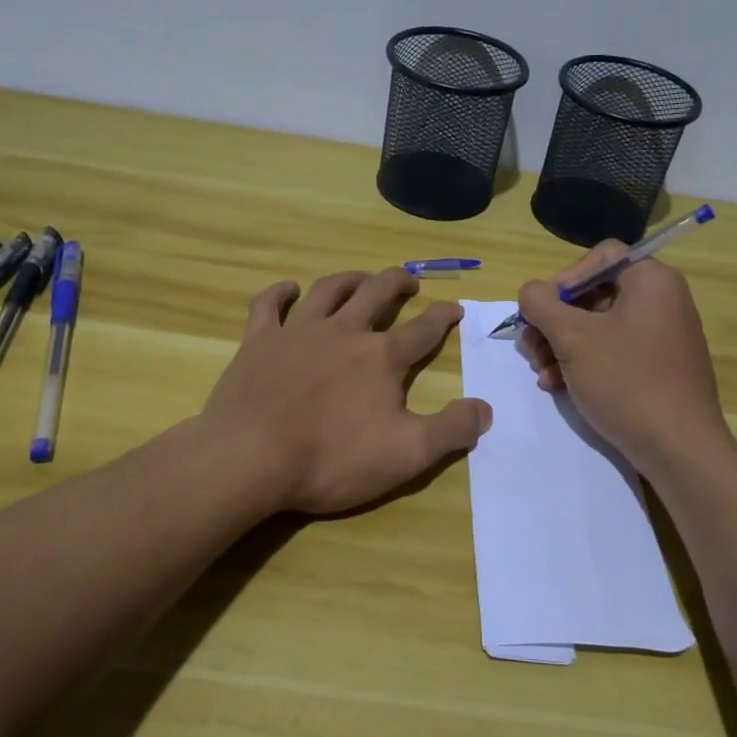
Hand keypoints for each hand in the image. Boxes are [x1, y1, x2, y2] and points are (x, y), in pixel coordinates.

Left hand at [203, 268, 492, 514]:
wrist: (251, 456)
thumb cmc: (332, 458)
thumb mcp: (407, 454)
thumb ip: (451, 430)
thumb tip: (484, 408)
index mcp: (382, 358)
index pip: (422, 330)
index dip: (443, 317)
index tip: (455, 307)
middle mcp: (343, 332)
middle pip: (376, 294)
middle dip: (397, 283)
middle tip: (408, 281)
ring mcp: (298, 332)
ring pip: (329, 290)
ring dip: (350, 279)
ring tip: (362, 278)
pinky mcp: (258, 341)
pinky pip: (268, 305)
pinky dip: (279, 293)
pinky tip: (288, 288)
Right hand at [517, 243, 728, 472]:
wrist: (679, 449)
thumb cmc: (626, 381)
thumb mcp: (572, 337)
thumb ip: (541, 304)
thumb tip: (531, 293)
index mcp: (652, 280)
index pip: (600, 257)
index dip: (564, 279)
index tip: (542, 311)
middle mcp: (662, 301)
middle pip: (593, 295)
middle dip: (554, 322)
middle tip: (530, 347)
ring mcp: (662, 337)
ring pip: (598, 327)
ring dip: (561, 346)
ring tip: (541, 373)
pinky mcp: (657, 368)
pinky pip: (613, 352)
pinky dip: (583, 364)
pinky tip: (558, 386)